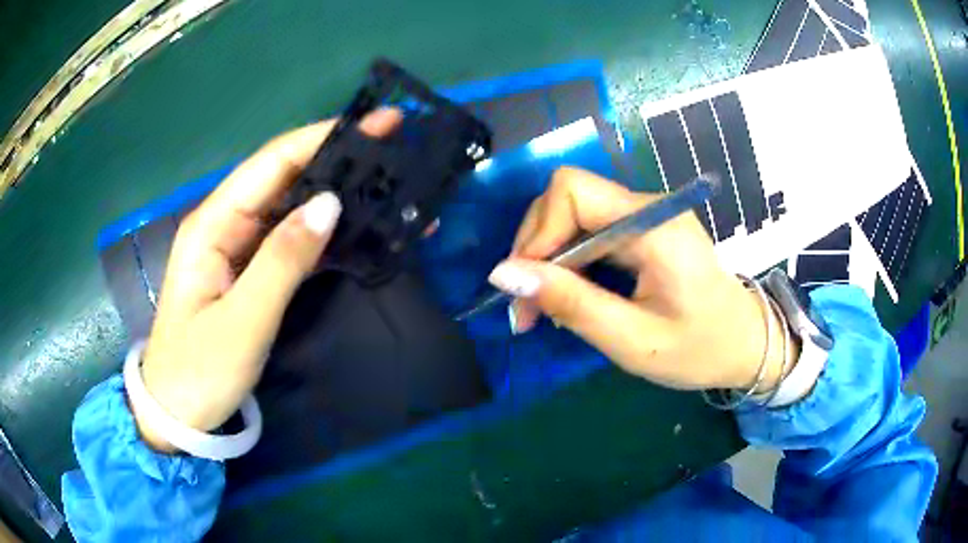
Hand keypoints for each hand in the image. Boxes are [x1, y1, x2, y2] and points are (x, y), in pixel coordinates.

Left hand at [132, 110, 401, 451]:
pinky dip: (326, 231)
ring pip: (292, 206)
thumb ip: (282, 261)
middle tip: (394, 146)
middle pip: (284, 176)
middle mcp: (225, 224)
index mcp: (213, 224)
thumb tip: (330, 204)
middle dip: (337, 157)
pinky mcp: (250, 271)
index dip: (322, 138)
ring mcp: (238, 248)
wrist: (177, 412)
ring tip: (388, 182)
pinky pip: (291, 240)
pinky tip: (360, 227)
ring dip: (337, 193)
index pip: (272, 163)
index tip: (374, 124)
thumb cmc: (200, 370)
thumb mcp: (242, 320)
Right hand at [487, 167, 798, 391]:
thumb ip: (571, 304)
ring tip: (542, 309)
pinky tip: (568, 295)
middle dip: (536, 249)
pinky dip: (568, 261)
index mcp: (654, 226)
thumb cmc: (699, 350)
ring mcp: (647, 214)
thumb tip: (503, 273)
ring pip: (572, 214)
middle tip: (526, 309)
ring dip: (548, 258)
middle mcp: (648, 206)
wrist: (746, 343)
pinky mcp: (644, 228)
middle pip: (567, 198)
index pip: (572, 192)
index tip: (524, 289)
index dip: (537, 233)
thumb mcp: (632, 341)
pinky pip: (590, 229)